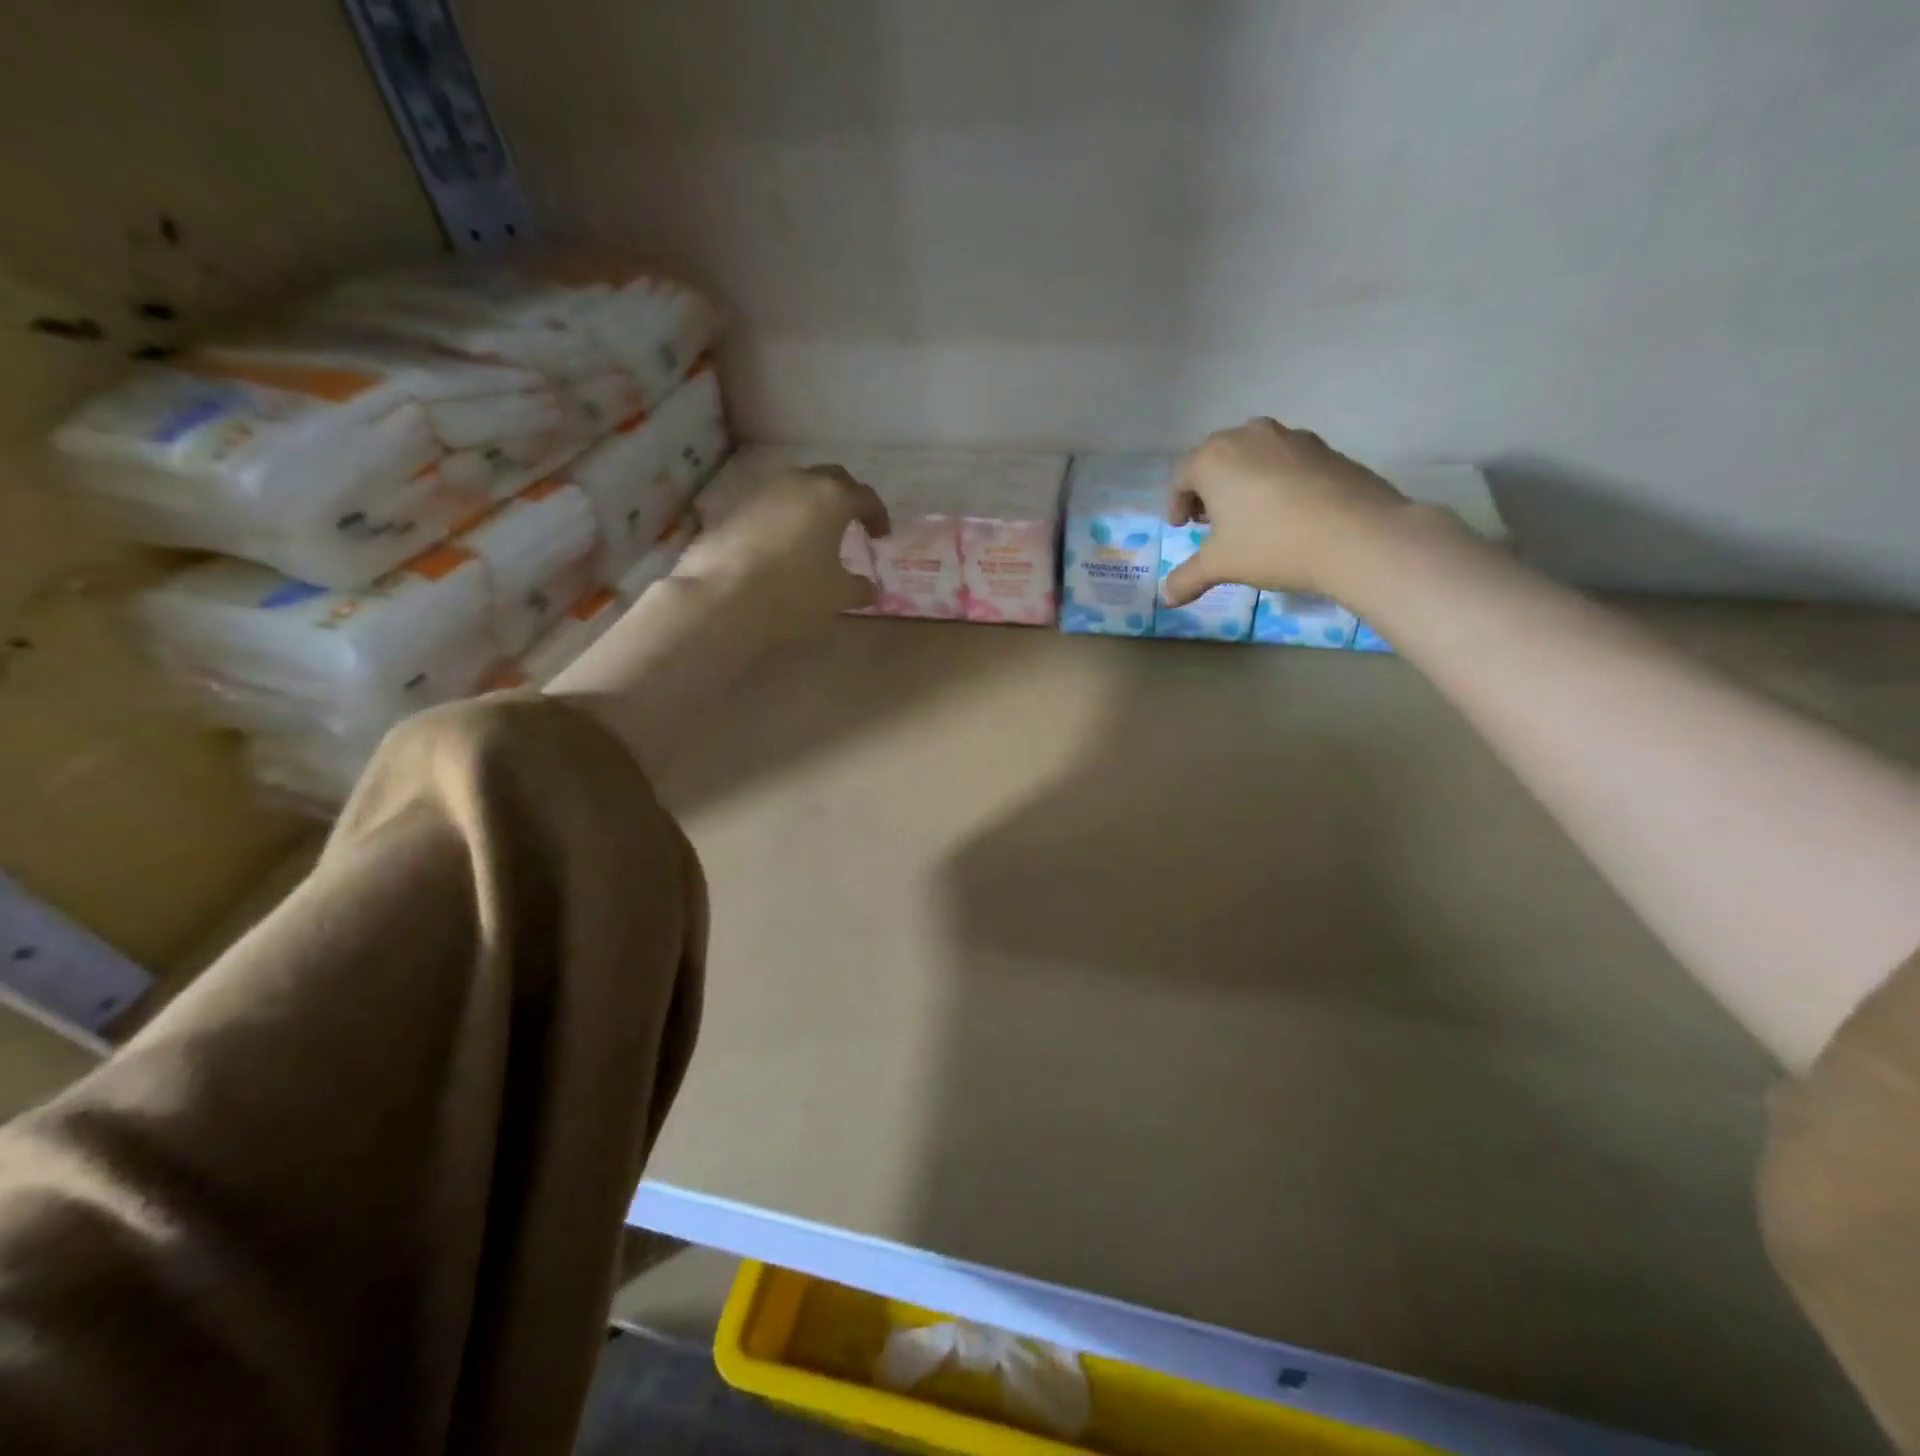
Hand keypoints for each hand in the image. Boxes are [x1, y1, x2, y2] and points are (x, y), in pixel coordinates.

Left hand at [671, 465, 889, 634]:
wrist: (722, 597)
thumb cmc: (794, 591)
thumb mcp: (838, 596)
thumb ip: (860, 588)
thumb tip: (871, 588)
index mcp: (832, 497)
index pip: (865, 496)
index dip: (877, 515)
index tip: (881, 537)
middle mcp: (798, 483)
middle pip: (830, 480)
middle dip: (845, 499)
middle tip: (851, 524)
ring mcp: (761, 492)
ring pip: (795, 489)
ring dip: (810, 507)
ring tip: (814, 536)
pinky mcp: (733, 508)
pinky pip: (768, 507)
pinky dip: (782, 520)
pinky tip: (781, 548)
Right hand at [1162, 418, 1412, 605]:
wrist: (1357, 535)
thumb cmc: (1271, 544)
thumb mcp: (1220, 566)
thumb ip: (1187, 579)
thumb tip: (1166, 598)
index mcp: (1213, 458)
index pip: (1181, 477)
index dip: (1177, 504)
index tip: (1182, 527)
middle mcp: (1248, 436)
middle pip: (1215, 459)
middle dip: (1208, 489)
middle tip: (1210, 520)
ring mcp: (1290, 437)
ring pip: (1252, 455)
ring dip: (1241, 480)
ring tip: (1248, 514)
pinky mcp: (1324, 447)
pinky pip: (1284, 461)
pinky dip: (1275, 480)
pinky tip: (1285, 511)